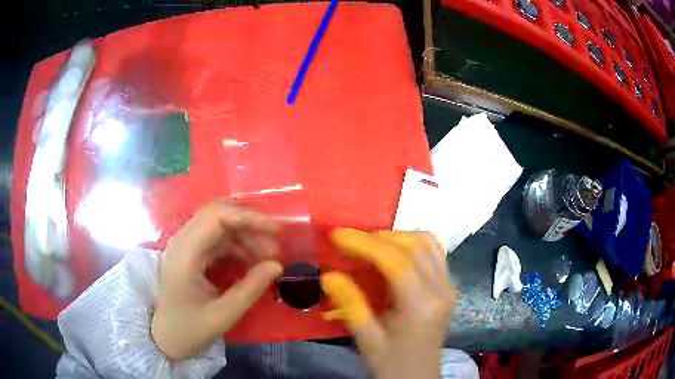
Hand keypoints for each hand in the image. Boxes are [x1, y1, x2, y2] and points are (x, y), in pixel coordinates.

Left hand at [151, 201, 282, 360]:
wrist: (165, 338)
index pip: (216, 217)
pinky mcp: (190, 252)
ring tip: (268, 258)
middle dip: (250, 225)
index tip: (276, 231)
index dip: (248, 217)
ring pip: (219, 225)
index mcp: (185, 254)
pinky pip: (216, 238)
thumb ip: (251, 288)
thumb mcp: (223, 315)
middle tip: (274, 247)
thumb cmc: (189, 329)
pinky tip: (251, 262)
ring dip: (245, 236)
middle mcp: (182, 241)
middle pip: (218, 214)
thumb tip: (277, 265)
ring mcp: (185, 245)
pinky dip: (237, 245)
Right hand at [321, 229, 455, 378]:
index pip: (397, 263)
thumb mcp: (367, 340)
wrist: (418, 376)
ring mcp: (449, 286)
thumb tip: (329, 275)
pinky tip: (394, 251)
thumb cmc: (391, 363)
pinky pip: (434, 251)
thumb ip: (350, 307)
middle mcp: (442, 290)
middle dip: (378, 237)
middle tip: (349, 239)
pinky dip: (412, 243)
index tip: (338, 235)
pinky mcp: (448, 286)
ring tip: (369, 243)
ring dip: (397, 236)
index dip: (365, 244)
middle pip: (414, 247)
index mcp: (421, 307)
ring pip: (427, 243)